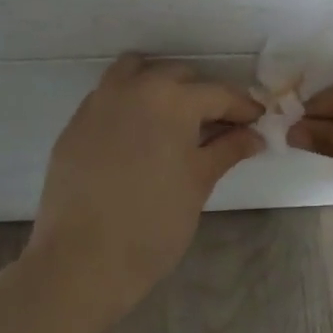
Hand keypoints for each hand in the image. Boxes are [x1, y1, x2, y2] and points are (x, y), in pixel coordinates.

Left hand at [25, 55, 263, 319]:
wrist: (83, 259)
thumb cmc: (154, 223)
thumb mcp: (198, 183)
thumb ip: (227, 150)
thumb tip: (254, 135)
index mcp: (172, 99)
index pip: (218, 93)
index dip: (242, 106)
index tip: (257, 119)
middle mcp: (135, 88)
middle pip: (178, 75)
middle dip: (202, 95)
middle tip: (218, 125)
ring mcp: (99, 102)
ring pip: (136, 72)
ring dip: (160, 85)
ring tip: (174, 118)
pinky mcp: (76, 123)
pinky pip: (109, 96)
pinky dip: (129, 102)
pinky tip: (138, 135)